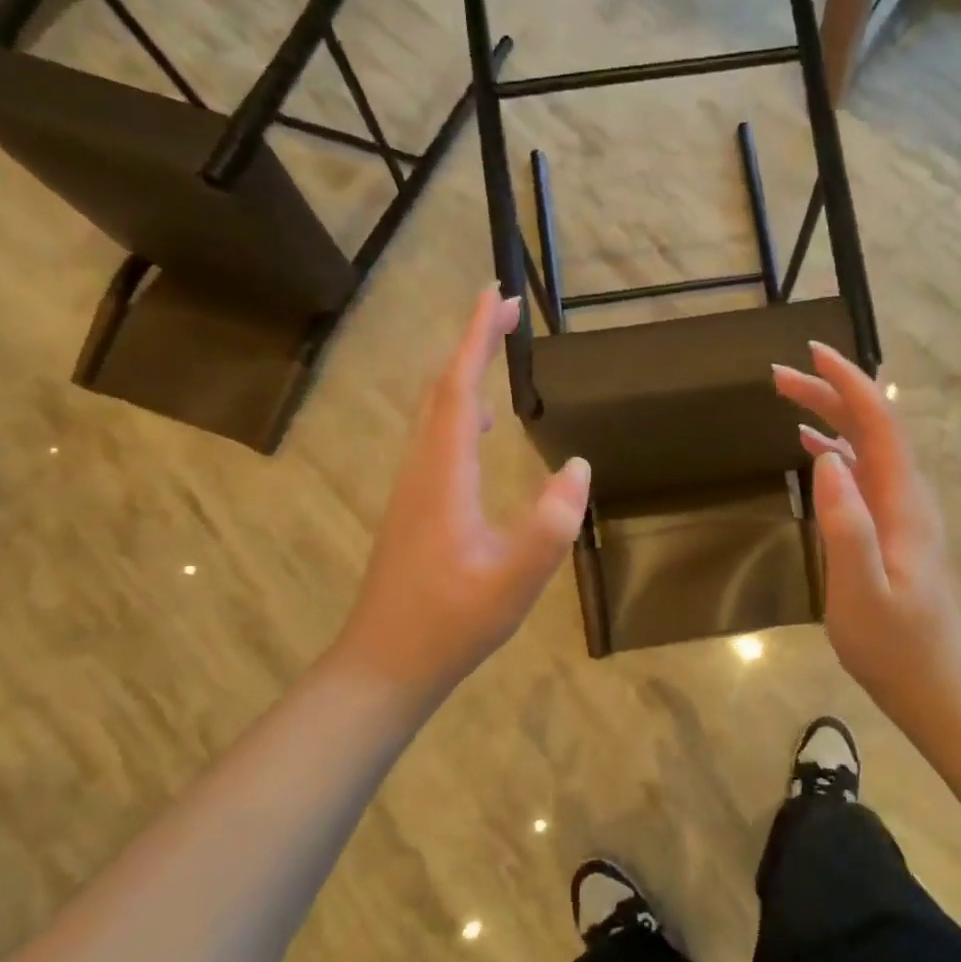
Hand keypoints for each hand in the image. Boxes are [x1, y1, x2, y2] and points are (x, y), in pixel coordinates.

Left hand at [332, 287, 590, 703]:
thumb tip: (576, 466)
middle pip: (441, 390)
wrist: (384, 664)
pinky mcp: (414, 507)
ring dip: (463, 374)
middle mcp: (421, 470)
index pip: (460, 390)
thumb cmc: (449, 626)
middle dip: (471, 344)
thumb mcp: (512, 584)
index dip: (477, 340)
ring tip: (495, 352)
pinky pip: (436, 439)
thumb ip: (549, 527)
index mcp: (444, 477)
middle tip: (506, 311)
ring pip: (434, 413)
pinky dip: (459, 411)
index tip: (498, 296)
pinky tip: (482, 428)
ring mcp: (413, 489)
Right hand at [774, 343, 960, 721]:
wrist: (935, 684)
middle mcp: (906, 496)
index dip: (848, 383)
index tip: (813, 354)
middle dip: (830, 392)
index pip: (879, 423)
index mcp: (902, 502)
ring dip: (830, 415)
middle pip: (872, 426)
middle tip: (779, 375)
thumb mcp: (861, 591)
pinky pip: (863, 472)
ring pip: (866, 445)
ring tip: (787, 397)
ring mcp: (901, 511)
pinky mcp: (891, 528)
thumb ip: (846, 525)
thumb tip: (824, 456)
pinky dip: (836, 448)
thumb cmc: (895, 644)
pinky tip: (812, 448)